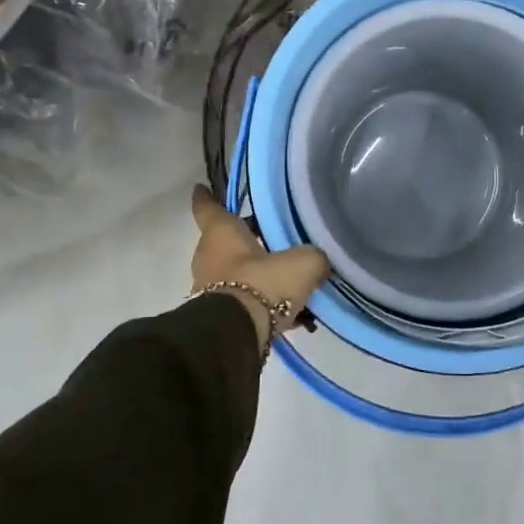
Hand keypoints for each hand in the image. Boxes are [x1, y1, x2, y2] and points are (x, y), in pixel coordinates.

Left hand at [191, 185, 330, 351]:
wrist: (236, 336)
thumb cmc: (263, 284)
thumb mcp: (302, 263)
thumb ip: (314, 257)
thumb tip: (322, 260)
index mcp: (220, 233)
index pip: (207, 207)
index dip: (206, 197)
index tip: (201, 187)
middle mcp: (208, 256)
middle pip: (225, 241)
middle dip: (247, 238)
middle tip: (273, 235)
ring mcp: (209, 288)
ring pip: (235, 272)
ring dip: (256, 273)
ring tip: (288, 278)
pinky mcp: (218, 315)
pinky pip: (243, 299)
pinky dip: (261, 301)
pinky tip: (291, 311)